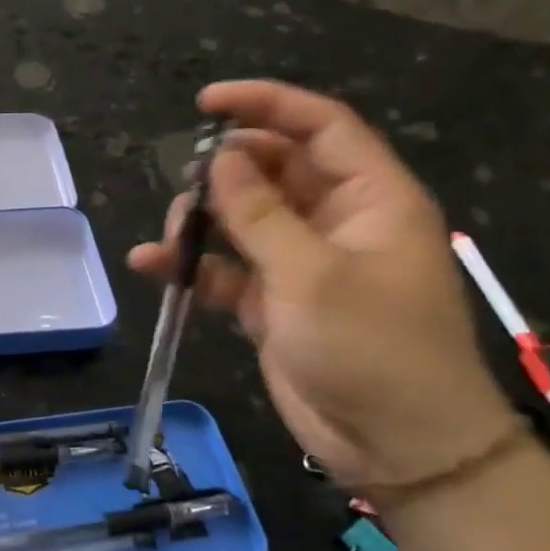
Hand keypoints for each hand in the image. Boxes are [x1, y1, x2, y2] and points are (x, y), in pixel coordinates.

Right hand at [130, 80, 516, 491]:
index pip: (320, 127)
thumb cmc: (372, 349)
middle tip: (185, 185)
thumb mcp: (313, 275)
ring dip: (203, 220)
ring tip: (172, 236)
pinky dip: (193, 266)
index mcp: (371, 200)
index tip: (206, 103)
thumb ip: (260, 214)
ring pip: (243, 218)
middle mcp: (336, 222)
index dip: (266, 104)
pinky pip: (227, 269)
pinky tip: (152, 266)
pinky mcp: (274, 302)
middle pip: (273, 170)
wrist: (397, 447)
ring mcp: (302, 263)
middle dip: (224, 172)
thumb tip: (218, 160)